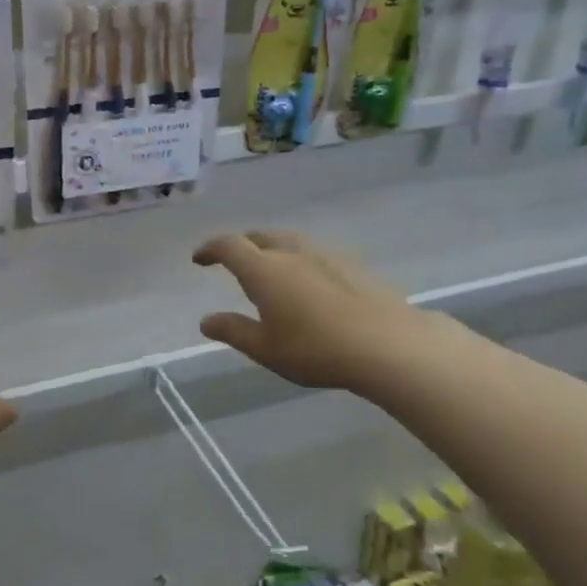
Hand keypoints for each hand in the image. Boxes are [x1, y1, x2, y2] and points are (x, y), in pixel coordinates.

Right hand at [193, 230, 432, 395]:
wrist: (387, 344)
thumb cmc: (315, 349)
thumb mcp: (265, 348)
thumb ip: (233, 331)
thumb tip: (206, 321)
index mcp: (264, 270)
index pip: (229, 246)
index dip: (210, 248)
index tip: (199, 258)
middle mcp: (292, 253)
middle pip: (260, 236)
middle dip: (242, 244)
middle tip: (233, 259)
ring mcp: (325, 256)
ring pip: (290, 240)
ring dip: (272, 247)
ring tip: (270, 266)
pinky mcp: (352, 266)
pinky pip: (315, 252)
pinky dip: (299, 258)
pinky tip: (308, 280)